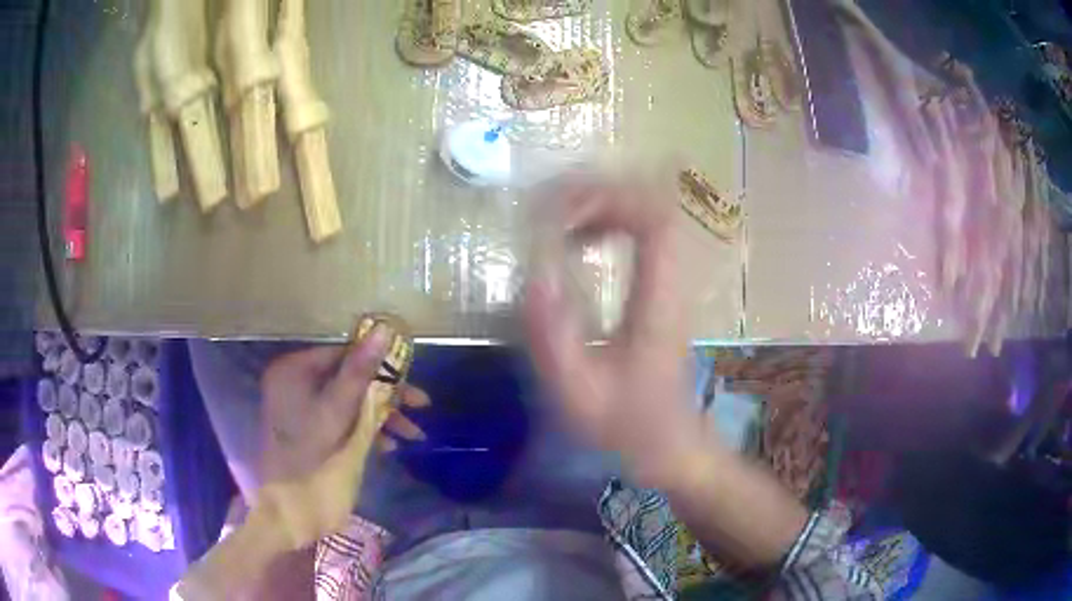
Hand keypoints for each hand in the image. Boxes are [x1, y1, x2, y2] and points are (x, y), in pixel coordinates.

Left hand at [260, 329, 427, 483]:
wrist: (287, 506)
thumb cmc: (310, 452)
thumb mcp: (338, 410)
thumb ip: (360, 370)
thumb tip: (383, 329)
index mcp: (295, 369)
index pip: (344, 353)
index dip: (380, 364)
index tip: (410, 378)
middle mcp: (296, 382)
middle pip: (349, 378)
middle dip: (385, 396)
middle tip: (420, 408)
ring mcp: (302, 407)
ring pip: (349, 401)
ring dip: (381, 415)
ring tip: (412, 435)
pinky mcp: (309, 429)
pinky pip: (342, 419)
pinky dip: (365, 429)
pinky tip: (388, 445)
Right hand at [524, 171, 706, 487]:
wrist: (669, 443)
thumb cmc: (626, 425)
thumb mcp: (579, 394)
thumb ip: (554, 340)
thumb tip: (534, 277)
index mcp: (658, 302)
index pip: (654, 220)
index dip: (609, 198)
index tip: (560, 214)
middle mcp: (672, 281)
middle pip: (653, 203)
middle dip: (599, 192)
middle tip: (551, 208)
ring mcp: (671, 281)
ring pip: (649, 212)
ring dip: (603, 202)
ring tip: (559, 218)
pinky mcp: (662, 287)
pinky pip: (643, 231)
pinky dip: (609, 220)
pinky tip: (580, 238)